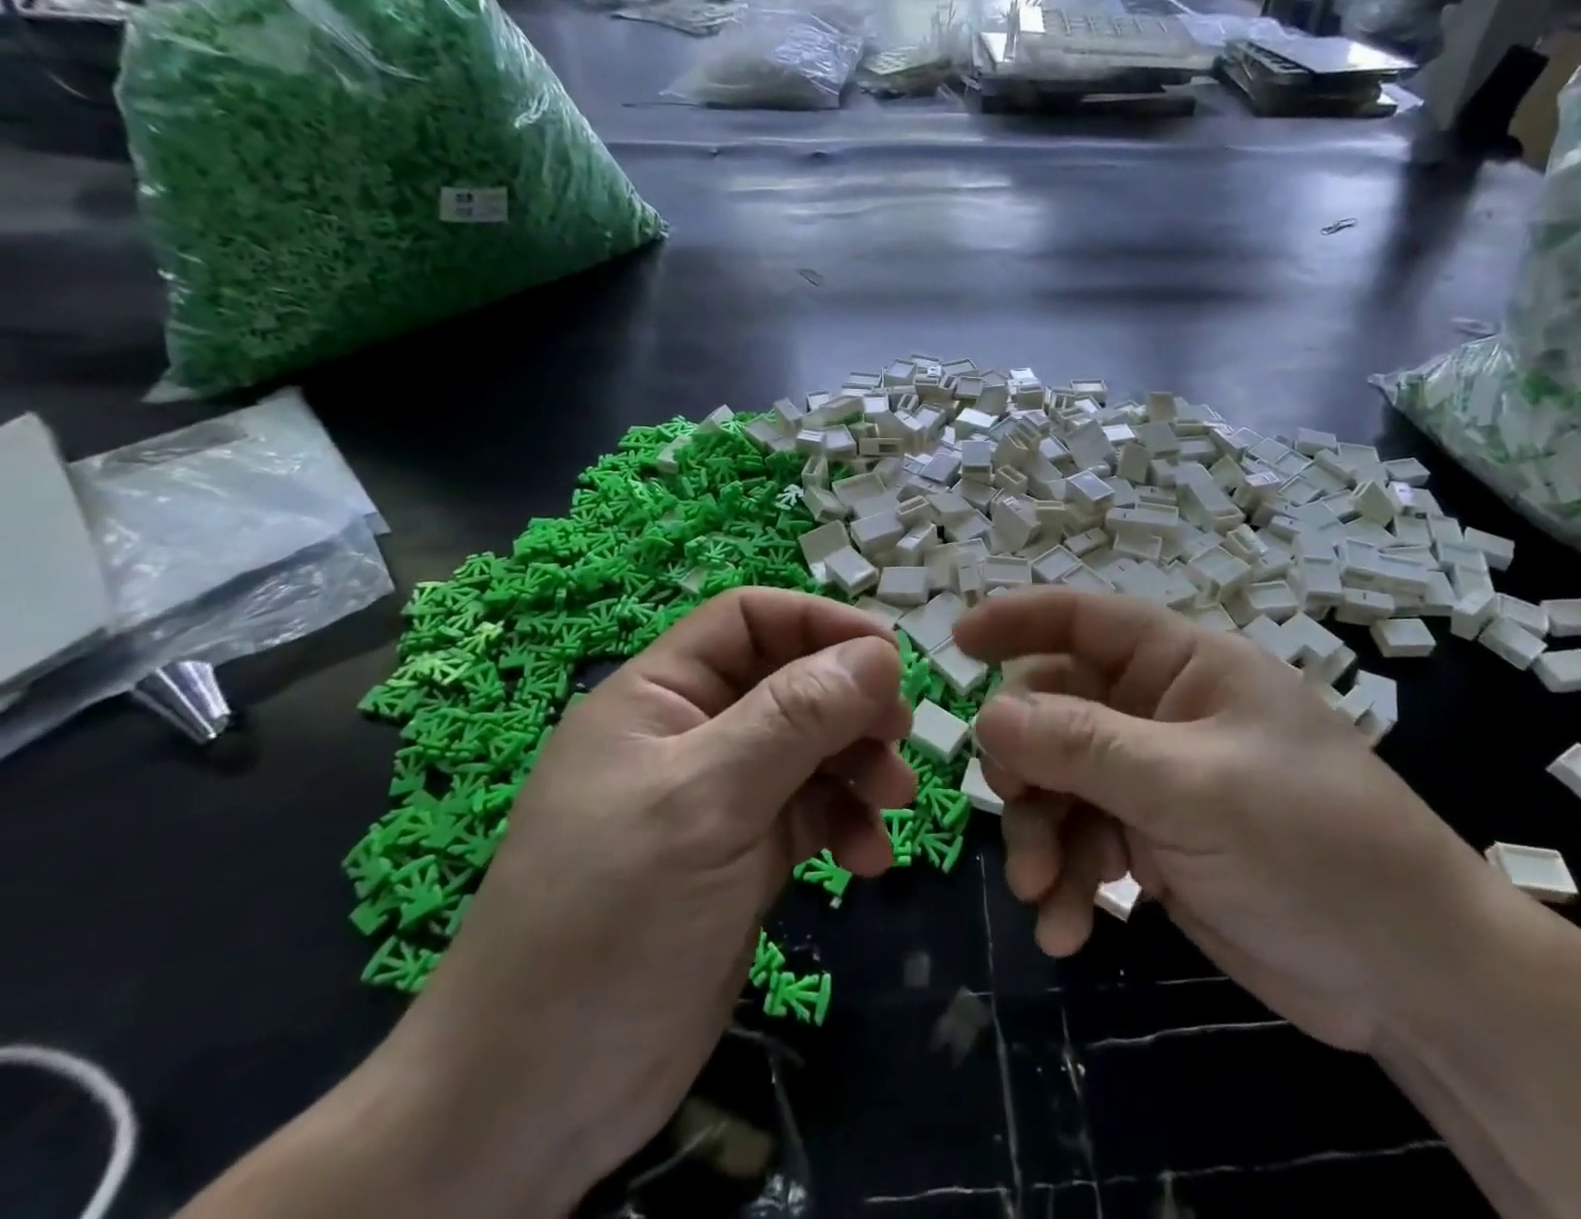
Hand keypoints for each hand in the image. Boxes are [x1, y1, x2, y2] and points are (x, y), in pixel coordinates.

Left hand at [381, 588, 914, 1208]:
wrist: (538, 1100)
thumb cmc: (611, 917)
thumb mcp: (707, 800)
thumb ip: (796, 718)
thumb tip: (880, 652)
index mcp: (659, 696)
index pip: (748, 620)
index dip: (819, 622)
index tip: (889, 655)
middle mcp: (690, 735)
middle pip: (790, 683)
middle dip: (850, 703)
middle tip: (901, 733)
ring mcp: (717, 798)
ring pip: (809, 749)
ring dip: (858, 765)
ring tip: (895, 799)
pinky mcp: (741, 857)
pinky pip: (810, 813)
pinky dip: (845, 823)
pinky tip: (868, 859)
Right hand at [954, 589, 1514, 1053]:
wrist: (1411, 974)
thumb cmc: (1314, 844)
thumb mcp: (1192, 786)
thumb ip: (1086, 745)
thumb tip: (988, 713)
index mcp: (1183, 665)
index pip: (1085, 617)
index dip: (1018, 618)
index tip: (955, 643)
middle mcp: (1162, 711)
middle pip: (1057, 709)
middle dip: (1028, 763)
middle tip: (1017, 813)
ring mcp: (1156, 778)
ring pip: (1061, 781)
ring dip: (1042, 835)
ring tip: (1046, 894)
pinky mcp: (1156, 841)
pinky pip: (1085, 840)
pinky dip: (1069, 879)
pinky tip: (1070, 929)